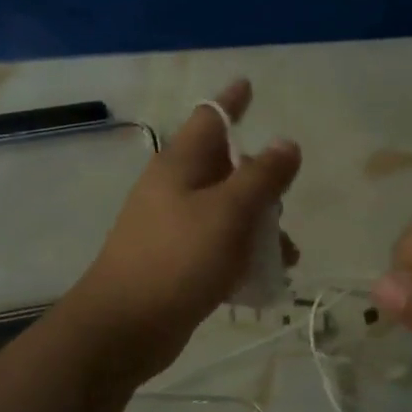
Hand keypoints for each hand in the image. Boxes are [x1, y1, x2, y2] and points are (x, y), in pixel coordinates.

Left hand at [63, 79, 300, 386]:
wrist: (124, 327)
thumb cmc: (177, 259)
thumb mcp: (229, 212)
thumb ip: (263, 176)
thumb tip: (287, 143)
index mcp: (181, 164)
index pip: (210, 117)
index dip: (232, 100)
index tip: (248, 84)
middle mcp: (175, 188)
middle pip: (226, 168)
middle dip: (262, 181)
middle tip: (285, 200)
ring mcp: (173, 226)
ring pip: (228, 211)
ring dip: (259, 226)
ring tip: (287, 255)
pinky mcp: (177, 261)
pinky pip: (219, 245)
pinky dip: (243, 254)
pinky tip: (266, 279)